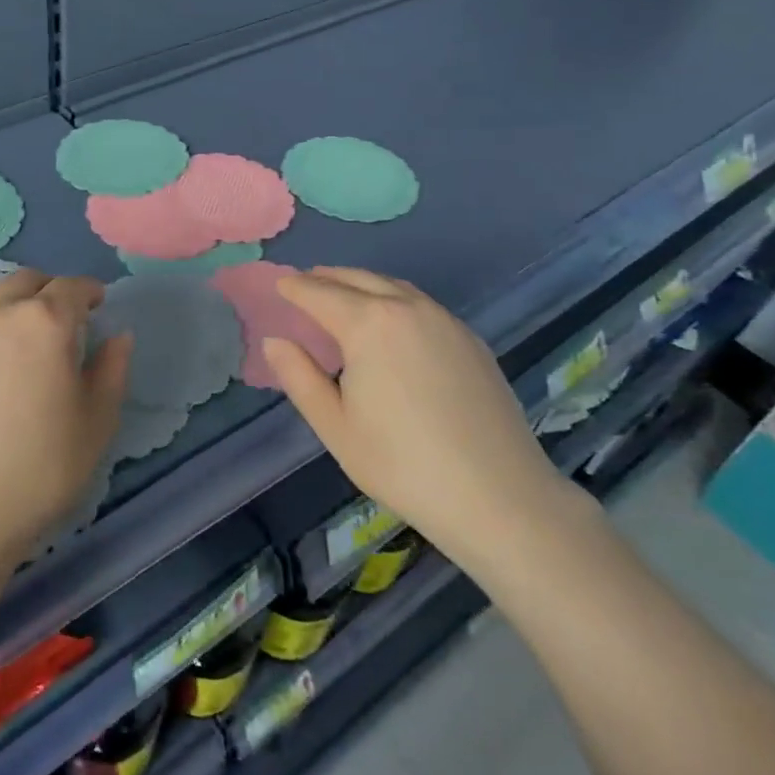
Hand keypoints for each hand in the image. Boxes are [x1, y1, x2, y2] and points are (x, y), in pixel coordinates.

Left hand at [0, 269, 131, 571]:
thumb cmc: (40, 468)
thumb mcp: (97, 423)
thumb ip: (112, 370)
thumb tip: (118, 336)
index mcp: (46, 322)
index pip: (72, 287)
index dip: (90, 292)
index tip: (97, 304)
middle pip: (28, 280)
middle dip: (50, 290)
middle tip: (61, 317)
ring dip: (7, 295)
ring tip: (14, 321)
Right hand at [263, 267, 579, 577]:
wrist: (499, 497)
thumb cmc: (402, 464)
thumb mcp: (335, 426)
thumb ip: (299, 377)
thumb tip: (275, 341)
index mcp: (369, 324)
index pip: (320, 293)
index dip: (295, 287)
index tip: (279, 284)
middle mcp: (407, 308)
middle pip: (358, 279)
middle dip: (326, 278)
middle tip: (305, 283)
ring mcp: (445, 321)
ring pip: (393, 286)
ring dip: (362, 284)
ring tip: (343, 296)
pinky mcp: (470, 340)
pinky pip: (421, 304)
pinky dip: (394, 299)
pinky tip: (391, 322)